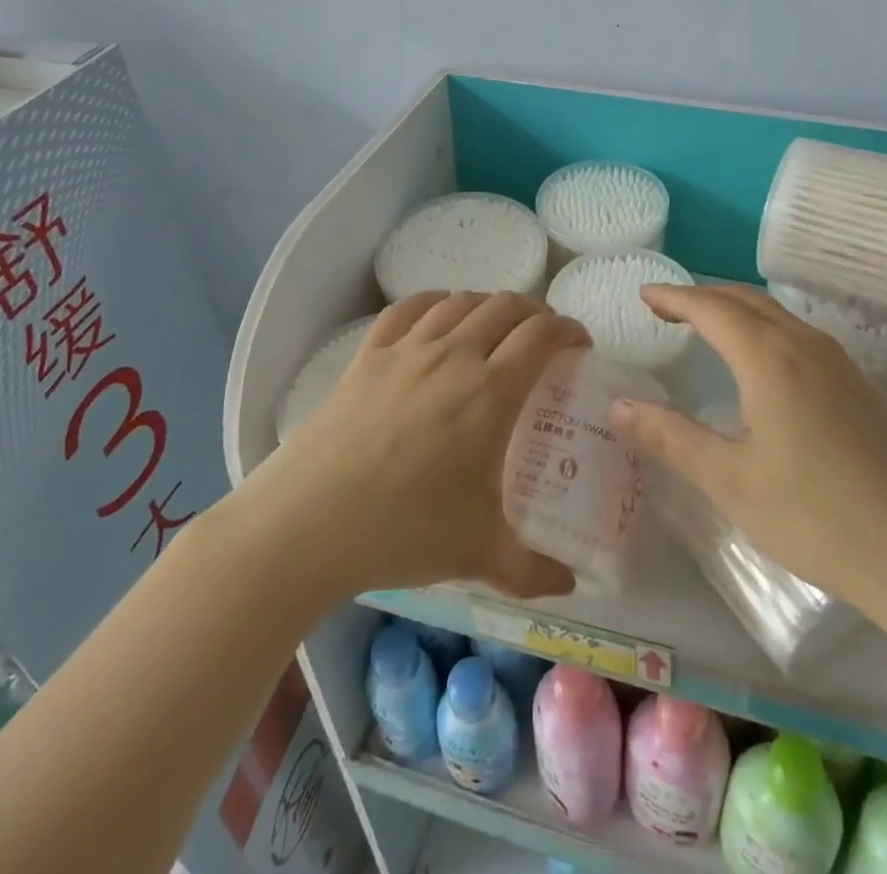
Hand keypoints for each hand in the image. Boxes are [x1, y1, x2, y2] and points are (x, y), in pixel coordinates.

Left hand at [261, 291, 588, 600]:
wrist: (307, 524)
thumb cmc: (402, 532)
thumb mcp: (477, 554)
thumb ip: (531, 570)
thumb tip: (570, 585)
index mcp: (490, 393)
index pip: (541, 336)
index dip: (568, 329)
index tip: (579, 343)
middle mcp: (453, 356)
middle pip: (505, 307)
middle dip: (534, 313)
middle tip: (543, 337)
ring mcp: (407, 350)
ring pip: (459, 302)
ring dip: (488, 305)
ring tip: (495, 326)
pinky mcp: (368, 355)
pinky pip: (408, 309)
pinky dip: (434, 303)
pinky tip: (438, 315)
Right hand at [610, 284, 886, 634]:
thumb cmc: (815, 516)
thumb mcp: (730, 481)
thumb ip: (670, 438)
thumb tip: (618, 406)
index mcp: (770, 358)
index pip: (712, 307)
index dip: (674, 296)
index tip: (644, 293)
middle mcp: (806, 345)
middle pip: (746, 300)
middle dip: (702, 297)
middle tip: (664, 308)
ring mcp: (840, 364)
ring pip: (777, 315)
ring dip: (735, 310)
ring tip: (704, 327)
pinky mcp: (859, 387)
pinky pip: (798, 335)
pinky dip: (763, 329)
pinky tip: (759, 363)